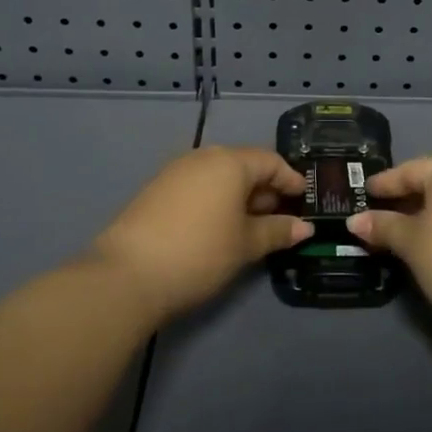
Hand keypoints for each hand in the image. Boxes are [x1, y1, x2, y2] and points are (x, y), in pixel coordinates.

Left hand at [90, 146, 308, 323]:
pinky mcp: (156, 190)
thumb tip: (305, 228)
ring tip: (252, 225)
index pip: (270, 161)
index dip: (290, 179)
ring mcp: (175, 172)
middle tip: (281, 217)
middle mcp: (203, 157)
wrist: (126, 275)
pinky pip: (198, 186)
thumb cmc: (199, 253)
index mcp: (230, 162)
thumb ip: (277, 232)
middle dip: (265, 189)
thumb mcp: (245, 245)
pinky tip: (219, 227)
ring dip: (240, 196)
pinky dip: (216, 201)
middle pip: (244, 165)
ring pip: (219, 176)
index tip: (305, 199)